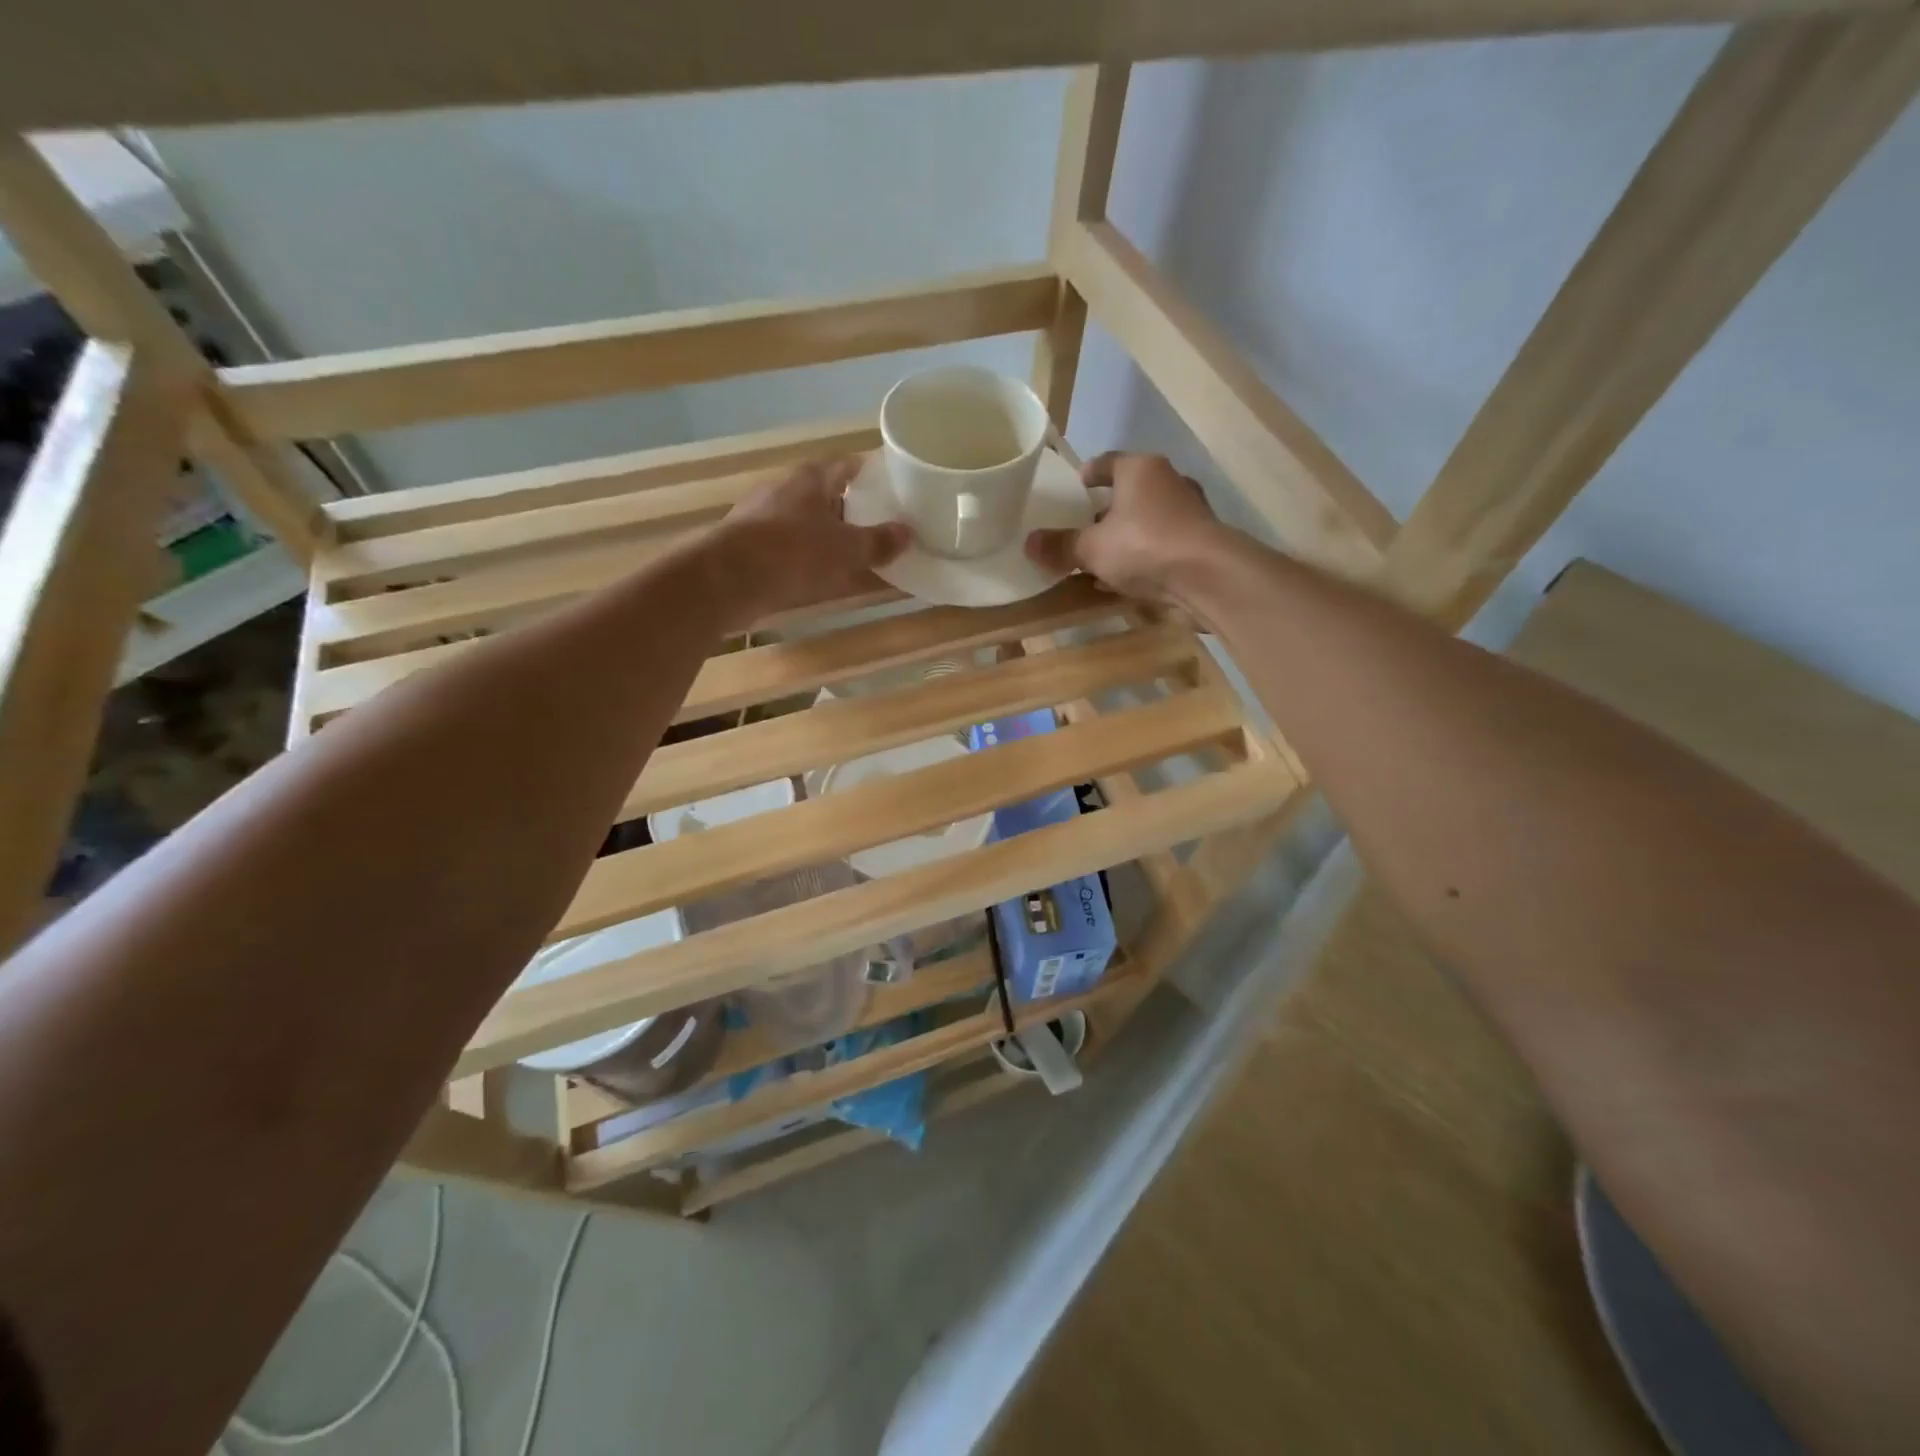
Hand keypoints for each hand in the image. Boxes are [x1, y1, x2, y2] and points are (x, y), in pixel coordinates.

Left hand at [710, 458, 910, 627]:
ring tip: (857, 555)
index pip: (846, 465)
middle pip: (825, 495)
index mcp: (810, 479)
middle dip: (851, 509)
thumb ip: (878, 542)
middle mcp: (785, 492)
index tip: (891, 485)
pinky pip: (790, 551)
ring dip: (829, 538)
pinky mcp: (749, 549)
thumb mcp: (846, 549)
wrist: (727, 580)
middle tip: (881, 525)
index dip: (869, 473)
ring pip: (807, 524)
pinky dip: (809, 561)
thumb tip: (907, 533)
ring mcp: (763, 520)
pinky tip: (823, 578)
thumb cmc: (793, 552)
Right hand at [1025, 453, 1226, 604]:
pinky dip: (1144, 556)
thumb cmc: (1144, 546)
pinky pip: (1162, 544)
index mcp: (1139, 469)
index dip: (1088, 474)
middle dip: (1106, 511)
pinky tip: (1127, 579)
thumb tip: (1028, 544)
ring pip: (1147, 520)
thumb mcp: (1091, 549)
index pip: (1106, 462)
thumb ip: (1060, 546)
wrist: (1207, 575)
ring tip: (1102, 558)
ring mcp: (1190, 511)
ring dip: (1126, 536)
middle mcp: (1168, 481)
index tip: (1076, 486)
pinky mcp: (1201, 541)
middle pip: (1129, 492)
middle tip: (1083, 528)